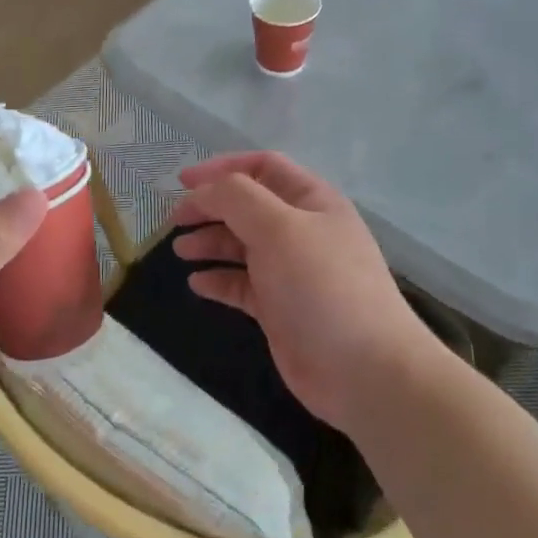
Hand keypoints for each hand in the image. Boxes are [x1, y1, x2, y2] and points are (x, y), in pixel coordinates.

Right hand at [173, 152, 440, 433]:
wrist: (362, 369)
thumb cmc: (322, 286)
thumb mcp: (279, 228)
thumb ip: (236, 198)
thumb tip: (204, 192)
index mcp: (311, 201)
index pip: (263, 167)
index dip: (222, 167)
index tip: (182, 182)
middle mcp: (302, 231)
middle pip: (248, 207)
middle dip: (210, 207)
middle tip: (175, 220)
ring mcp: (291, 272)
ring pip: (241, 245)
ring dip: (210, 242)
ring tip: (179, 250)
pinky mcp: (279, 308)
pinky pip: (242, 284)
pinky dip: (218, 279)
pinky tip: (197, 283)